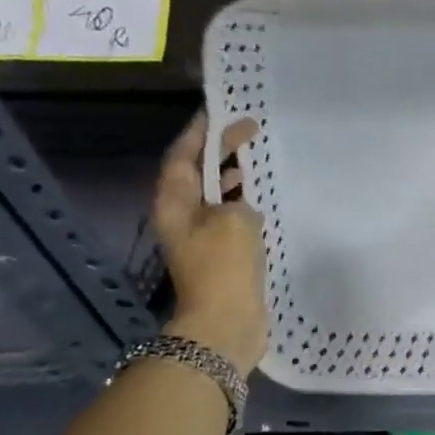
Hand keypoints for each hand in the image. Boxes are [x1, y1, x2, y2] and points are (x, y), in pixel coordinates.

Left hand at [153, 114, 267, 373]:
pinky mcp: (218, 254)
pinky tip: (260, 201)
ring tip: (255, 160)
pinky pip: (227, 216)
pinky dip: (241, 202)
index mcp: (174, 202)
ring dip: (230, 176)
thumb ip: (237, 198)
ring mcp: (199, 236)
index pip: (182, 155)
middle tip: (249, 131)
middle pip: (196, 172)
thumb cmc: (224, 264)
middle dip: (218, 150)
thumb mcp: (234, 218)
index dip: (199, 131)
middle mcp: (180, 215)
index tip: (219, 111)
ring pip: (211, 194)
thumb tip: (239, 205)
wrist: (224, 322)